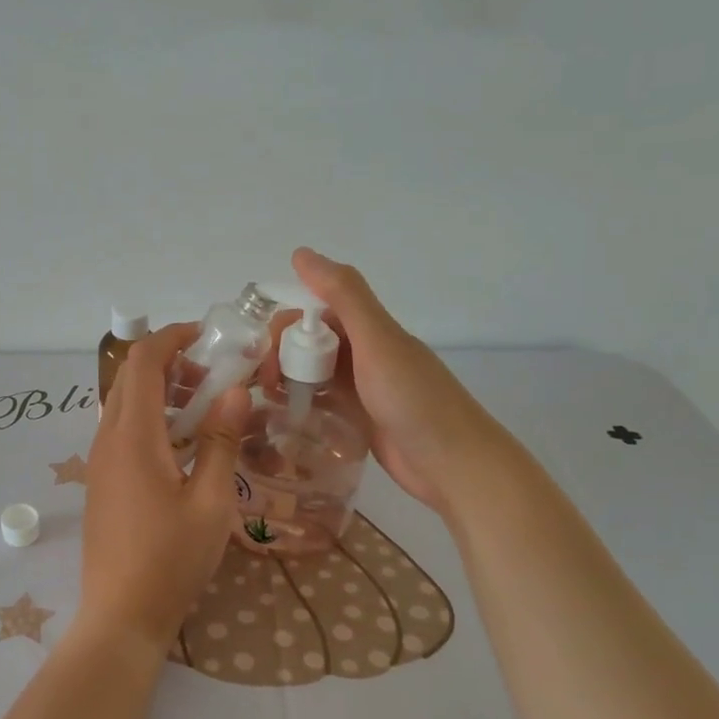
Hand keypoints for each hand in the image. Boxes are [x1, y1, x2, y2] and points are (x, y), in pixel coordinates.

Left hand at [80, 323, 248, 653]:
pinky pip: (122, 429)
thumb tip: (233, 391)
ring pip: (124, 403)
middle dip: (170, 362)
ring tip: (205, 407)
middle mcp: (108, 438)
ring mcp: (100, 460)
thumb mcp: (210, 501)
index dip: (171, 338)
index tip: (206, 336)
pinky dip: (150, 417)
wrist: (121, 614)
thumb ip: (220, 441)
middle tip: (214, 374)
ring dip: (160, 391)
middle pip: (130, 378)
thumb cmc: (171, 559)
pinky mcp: (102, 480)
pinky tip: (183, 443)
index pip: (143, 362)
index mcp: (133, 436)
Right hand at [282, 247, 515, 517]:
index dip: (286, 326)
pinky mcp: (359, 420)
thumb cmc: (415, 400)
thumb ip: (343, 295)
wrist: (454, 465)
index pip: (314, 312)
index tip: (264, 352)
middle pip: (310, 343)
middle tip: (264, 384)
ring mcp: (361, 389)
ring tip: (265, 401)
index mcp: (369, 329)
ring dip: (287, 379)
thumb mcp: (377, 341)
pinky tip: (283, 417)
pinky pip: (321, 403)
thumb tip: (301, 252)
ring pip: (313, 373)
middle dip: (281, 355)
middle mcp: (364, 354)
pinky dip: (301, 404)